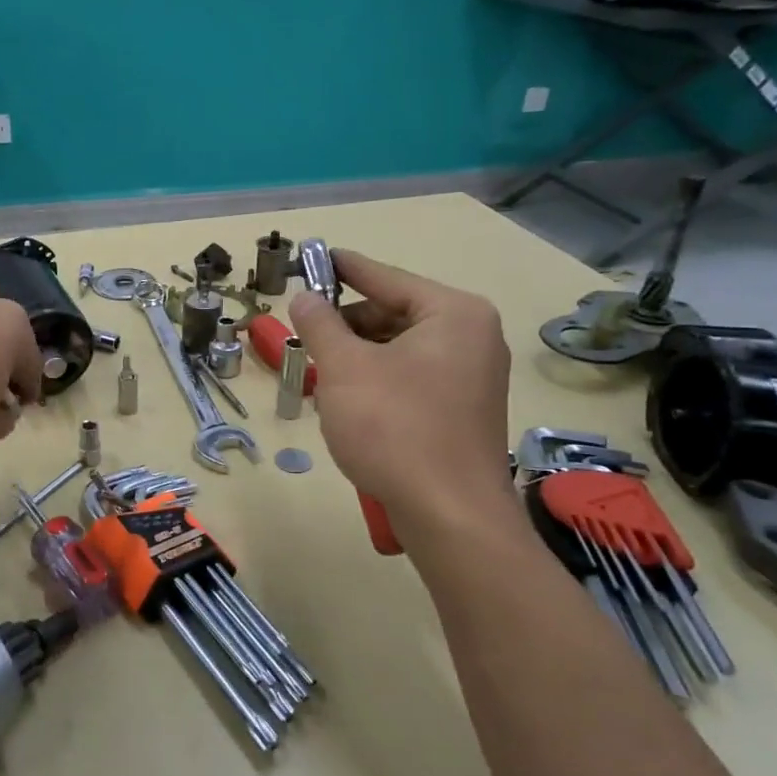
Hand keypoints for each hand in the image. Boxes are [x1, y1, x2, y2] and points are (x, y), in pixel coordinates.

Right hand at [288, 250, 514, 543]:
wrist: (449, 517)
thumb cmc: (394, 429)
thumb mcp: (344, 368)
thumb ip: (320, 324)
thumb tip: (305, 297)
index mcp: (452, 314)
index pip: (385, 277)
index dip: (342, 268)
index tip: (310, 258)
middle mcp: (471, 336)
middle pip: (391, 314)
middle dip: (345, 327)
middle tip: (304, 339)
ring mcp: (472, 376)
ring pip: (397, 350)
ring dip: (355, 359)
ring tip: (320, 377)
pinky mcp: (462, 410)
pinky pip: (410, 378)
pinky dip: (376, 382)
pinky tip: (347, 404)